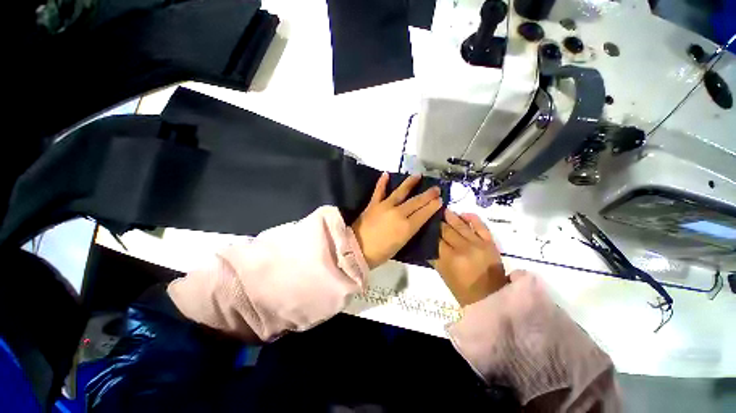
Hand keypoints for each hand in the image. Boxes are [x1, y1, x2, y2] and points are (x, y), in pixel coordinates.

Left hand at [352, 173, 442, 268]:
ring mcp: (385, 206)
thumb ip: (410, 229)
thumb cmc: (381, 253)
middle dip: (428, 195)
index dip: (433, 206)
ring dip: (410, 183)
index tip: (440, 199)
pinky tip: (386, 174)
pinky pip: (379, 191)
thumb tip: (417, 219)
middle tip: (436, 188)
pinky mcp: (373, 204)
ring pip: (401, 192)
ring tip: (418, 175)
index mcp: (407, 227)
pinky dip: (382, 182)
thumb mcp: (401, 244)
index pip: (424, 213)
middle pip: (416, 201)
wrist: (357, 250)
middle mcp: (398, 214)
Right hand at [431, 209, 506, 306]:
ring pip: (461, 225)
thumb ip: (434, 258)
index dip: (429, 230)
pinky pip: (480, 226)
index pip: (436, 239)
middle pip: (446, 229)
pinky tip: (463, 213)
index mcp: (450, 258)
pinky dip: (472, 218)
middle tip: (431, 214)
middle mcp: (464, 247)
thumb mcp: (444, 275)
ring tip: (443, 208)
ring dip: (451, 216)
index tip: (424, 223)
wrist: (492, 298)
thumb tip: (426, 243)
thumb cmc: (463, 290)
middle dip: (437, 222)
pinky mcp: (490, 242)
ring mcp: (478, 243)